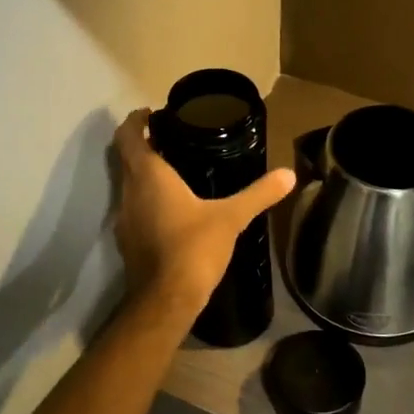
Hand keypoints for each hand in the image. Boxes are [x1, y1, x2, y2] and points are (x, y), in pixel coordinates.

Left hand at [112, 109, 296, 315]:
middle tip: (168, 137)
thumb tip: (289, 174)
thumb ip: (258, 194)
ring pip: (127, 184)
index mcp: (148, 175)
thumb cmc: (194, 247)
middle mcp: (128, 191)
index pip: (128, 135)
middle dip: (141, 144)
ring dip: (143, 172)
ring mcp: (124, 218)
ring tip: (173, 169)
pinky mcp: (127, 240)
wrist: (166, 299)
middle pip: (126, 157)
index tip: (152, 113)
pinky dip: (145, 198)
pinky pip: (133, 207)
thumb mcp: (231, 218)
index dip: (136, 120)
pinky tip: (170, 208)